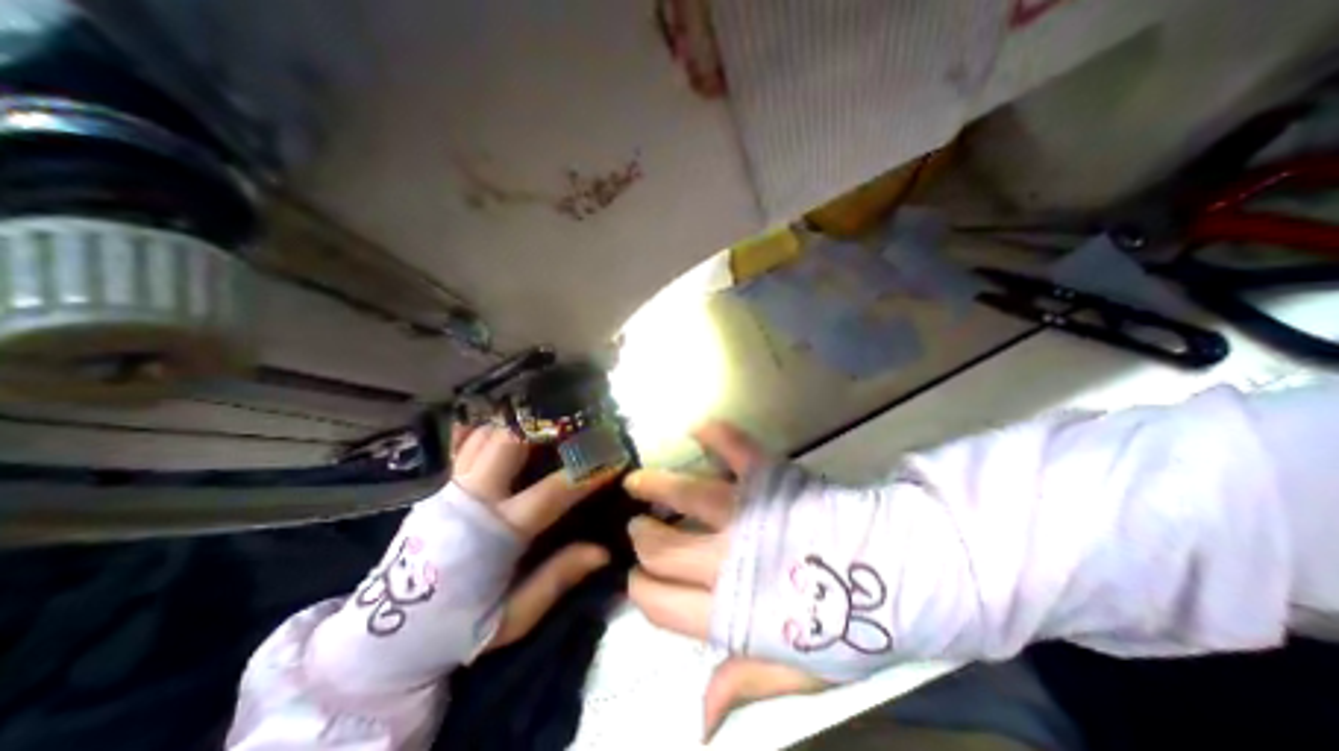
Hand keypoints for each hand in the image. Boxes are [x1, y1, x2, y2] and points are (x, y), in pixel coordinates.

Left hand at [448, 424, 617, 647]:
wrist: (384, 638)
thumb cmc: (458, 628)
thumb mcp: (513, 617)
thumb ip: (557, 579)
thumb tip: (603, 551)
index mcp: (494, 535)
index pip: (551, 492)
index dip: (585, 473)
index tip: (611, 458)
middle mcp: (472, 500)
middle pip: (509, 442)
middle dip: (544, 425)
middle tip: (574, 421)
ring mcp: (450, 487)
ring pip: (487, 434)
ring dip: (519, 421)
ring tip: (547, 416)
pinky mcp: (437, 486)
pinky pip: (461, 442)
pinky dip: (484, 425)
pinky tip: (503, 415)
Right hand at [626, 418, 834, 740]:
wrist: (902, 574)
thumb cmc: (850, 626)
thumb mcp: (800, 670)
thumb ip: (744, 682)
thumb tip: (698, 719)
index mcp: (732, 611)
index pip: (661, 603)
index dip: (641, 591)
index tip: (638, 581)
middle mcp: (729, 558)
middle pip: (662, 548)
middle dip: (642, 538)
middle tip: (640, 529)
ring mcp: (748, 511)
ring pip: (684, 495)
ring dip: (654, 487)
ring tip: (637, 483)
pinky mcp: (770, 477)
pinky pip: (736, 448)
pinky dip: (716, 435)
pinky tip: (698, 428)